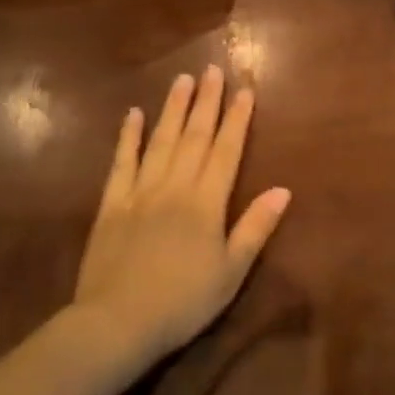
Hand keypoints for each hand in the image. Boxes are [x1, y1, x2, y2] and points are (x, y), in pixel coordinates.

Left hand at [74, 66, 291, 362]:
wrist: (116, 323)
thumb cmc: (182, 302)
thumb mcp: (231, 273)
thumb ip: (255, 228)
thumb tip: (283, 190)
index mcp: (206, 202)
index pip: (226, 150)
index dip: (237, 119)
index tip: (244, 90)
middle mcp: (175, 187)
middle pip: (194, 136)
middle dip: (206, 102)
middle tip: (212, 70)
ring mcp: (140, 192)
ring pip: (160, 141)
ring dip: (173, 108)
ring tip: (182, 79)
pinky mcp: (111, 204)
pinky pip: (121, 163)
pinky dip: (128, 137)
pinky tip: (133, 114)